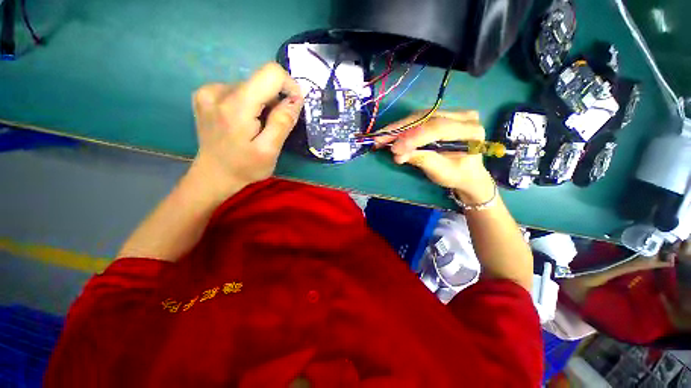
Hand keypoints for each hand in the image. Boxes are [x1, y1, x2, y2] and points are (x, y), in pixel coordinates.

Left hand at [189, 63, 303, 202]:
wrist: (213, 175)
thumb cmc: (244, 167)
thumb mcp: (270, 150)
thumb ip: (283, 122)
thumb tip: (295, 99)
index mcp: (236, 106)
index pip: (270, 73)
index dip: (289, 86)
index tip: (294, 106)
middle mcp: (218, 90)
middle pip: (261, 82)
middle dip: (275, 102)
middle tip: (272, 127)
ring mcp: (208, 91)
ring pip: (251, 87)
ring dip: (262, 105)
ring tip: (257, 127)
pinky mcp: (205, 95)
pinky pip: (238, 91)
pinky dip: (249, 104)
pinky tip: (244, 122)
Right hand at [379, 110, 494, 203]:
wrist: (466, 173)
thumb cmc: (456, 175)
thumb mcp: (440, 172)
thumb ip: (421, 159)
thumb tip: (397, 154)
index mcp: (470, 131)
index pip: (437, 128)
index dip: (413, 138)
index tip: (394, 149)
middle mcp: (463, 116)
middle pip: (426, 118)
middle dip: (400, 130)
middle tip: (379, 139)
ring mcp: (453, 113)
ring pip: (419, 117)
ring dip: (398, 128)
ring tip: (381, 137)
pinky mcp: (442, 115)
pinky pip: (418, 119)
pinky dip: (402, 128)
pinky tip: (390, 134)